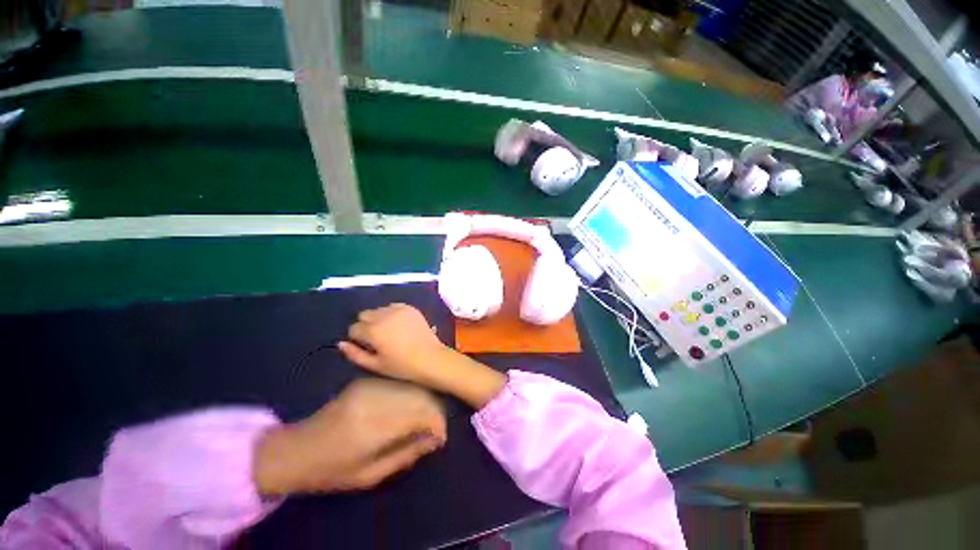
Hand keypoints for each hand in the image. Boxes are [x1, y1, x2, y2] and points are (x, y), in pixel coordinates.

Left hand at [253, 378, 445, 496]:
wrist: (296, 449)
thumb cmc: (332, 470)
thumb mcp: (371, 475)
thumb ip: (406, 454)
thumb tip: (435, 440)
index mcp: (372, 426)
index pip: (419, 415)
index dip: (436, 424)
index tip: (440, 437)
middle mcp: (374, 398)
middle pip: (419, 396)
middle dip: (433, 412)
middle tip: (434, 430)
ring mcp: (369, 385)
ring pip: (411, 387)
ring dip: (423, 402)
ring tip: (423, 420)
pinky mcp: (365, 380)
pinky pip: (398, 384)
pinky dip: (409, 396)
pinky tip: (409, 408)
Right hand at [339, 304, 507, 409]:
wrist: (430, 357)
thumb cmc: (402, 366)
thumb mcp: (375, 365)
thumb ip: (354, 354)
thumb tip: (341, 343)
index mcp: (373, 331)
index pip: (354, 328)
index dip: (358, 338)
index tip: (367, 345)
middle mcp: (383, 316)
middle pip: (364, 315)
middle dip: (366, 325)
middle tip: (377, 338)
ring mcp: (398, 309)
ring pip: (378, 309)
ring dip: (379, 318)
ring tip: (389, 331)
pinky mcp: (410, 308)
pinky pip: (393, 306)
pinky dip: (392, 313)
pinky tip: (399, 324)